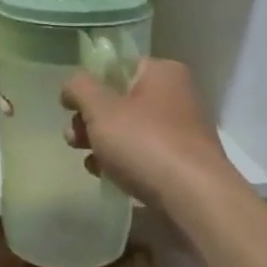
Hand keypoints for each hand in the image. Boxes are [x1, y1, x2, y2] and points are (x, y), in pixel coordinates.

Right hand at [62, 58, 234, 208]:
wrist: (195, 199)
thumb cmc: (146, 144)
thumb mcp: (101, 109)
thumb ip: (79, 88)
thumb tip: (71, 87)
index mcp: (162, 72)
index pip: (117, 67)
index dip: (90, 85)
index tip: (70, 107)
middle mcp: (177, 95)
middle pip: (120, 100)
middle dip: (91, 120)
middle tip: (74, 138)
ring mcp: (182, 131)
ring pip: (129, 129)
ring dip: (103, 142)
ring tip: (88, 161)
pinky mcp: (182, 162)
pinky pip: (143, 153)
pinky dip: (123, 161)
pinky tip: (106, 175)